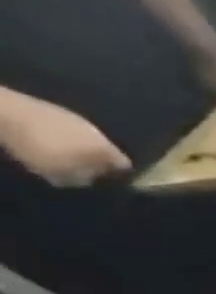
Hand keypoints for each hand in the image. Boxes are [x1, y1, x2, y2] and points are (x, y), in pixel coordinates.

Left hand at [0, 101, 131, 186]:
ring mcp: (78, 120)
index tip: (107, 182)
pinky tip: (46, 141)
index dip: (119, 175)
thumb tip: (89, 181)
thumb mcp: (59, 172)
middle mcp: (100, 134)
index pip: (125, 166)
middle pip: (106, 152)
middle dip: (95, 161)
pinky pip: (66, 130)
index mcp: (107, 149)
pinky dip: (60, 138)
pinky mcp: (56, 111)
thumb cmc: (39, 147)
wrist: (6, 112)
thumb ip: (80, 180)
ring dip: (77, 148)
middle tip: (80, 169)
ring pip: (86, 140)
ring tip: (61, 155)